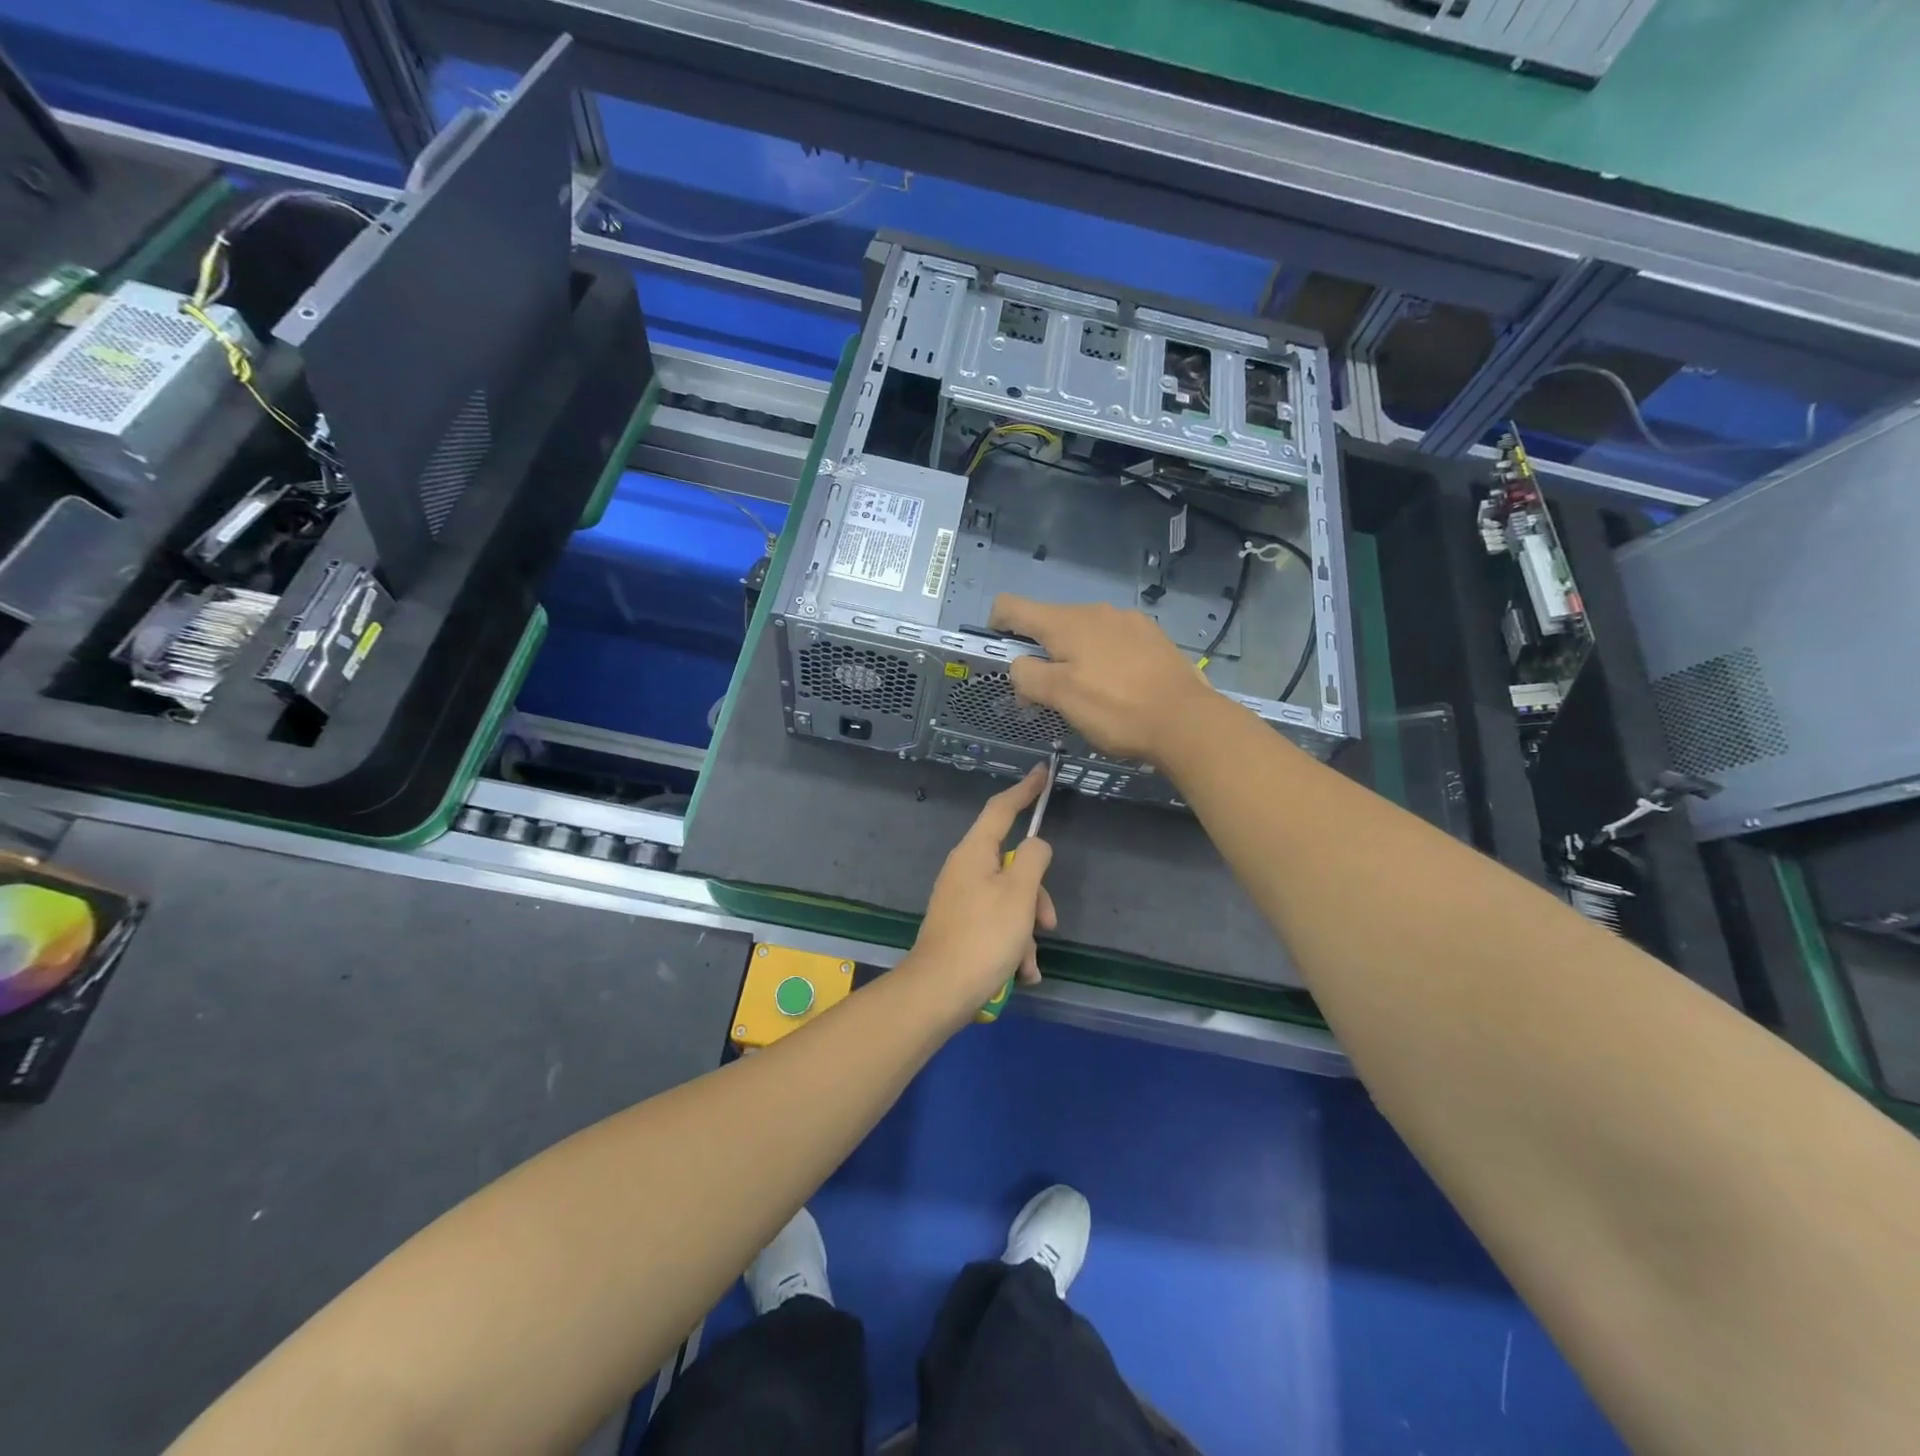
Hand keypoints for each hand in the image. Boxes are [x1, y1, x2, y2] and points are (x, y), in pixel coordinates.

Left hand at [907, 766, 1057, 1017]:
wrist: (939, 991)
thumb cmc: (983, 936)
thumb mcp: (1019, 894)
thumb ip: (1034, 859)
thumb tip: (1035, 845)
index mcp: (974, 852)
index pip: (1002, 808)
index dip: (1024, 789)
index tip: (1042, 772)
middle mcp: (964, 870)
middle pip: (1013, 866)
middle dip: (1036, 896)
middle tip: (1048, 923)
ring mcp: (960, 899)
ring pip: (1010, 901)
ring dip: (1026, 931)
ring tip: (1027, 963)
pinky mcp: (960, 927)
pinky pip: (997, 925)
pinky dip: (1012, 946)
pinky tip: (1020, 974)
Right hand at [988, 595, 1219, 763]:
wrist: (1187, 721)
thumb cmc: (1115, 709)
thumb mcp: (1060, 697)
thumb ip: (1027, 676)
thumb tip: (1020, 666)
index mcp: (1066, 622)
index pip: (1012, 606)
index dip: (996, 625)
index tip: (1001, 654)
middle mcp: (1095, 611)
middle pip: (1050, 623)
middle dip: (1039, 653)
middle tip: (1047, 695)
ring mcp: (1128, 621)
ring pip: (1083, 633)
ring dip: (1073, 657)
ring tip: (1087, 695)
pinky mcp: (1152, 637)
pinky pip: (1113, 641)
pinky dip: (1103, 660)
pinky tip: (1119, 688)